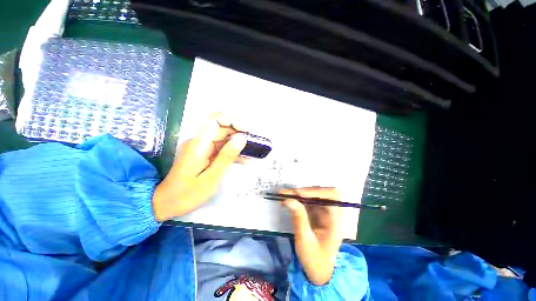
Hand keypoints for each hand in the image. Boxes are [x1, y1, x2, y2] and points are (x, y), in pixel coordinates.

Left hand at [152, 114, 246, 220]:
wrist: (166, 204)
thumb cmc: (187, 194)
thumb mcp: (211, 178)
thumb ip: (226, 156)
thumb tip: (242, 138)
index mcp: (198, 144)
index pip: (215, 120)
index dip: (232, 121)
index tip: (246, 131)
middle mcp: (199, 141)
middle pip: (221, 128)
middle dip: (239, 134)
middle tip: (254, 145)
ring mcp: (201, 147)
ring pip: (223, 138)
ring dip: (238, 144)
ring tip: (251, 154)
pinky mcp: (203, 153)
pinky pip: (220, 148)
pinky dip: (232, 152)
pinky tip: (243, 160)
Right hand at [280, 187, 342, 284]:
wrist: (317, 272)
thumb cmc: (314, 259)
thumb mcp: (305, 240)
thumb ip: (298, 218)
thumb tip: (288, 199)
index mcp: (335, 220)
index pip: (331, 196)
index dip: (316, 192)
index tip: (298, 193)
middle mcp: (331, 213)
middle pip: (322, 192)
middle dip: (306, 190)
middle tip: (289, 192)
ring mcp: (323, 212)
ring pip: (313, 195)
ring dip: (299, 193)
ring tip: (284, 193)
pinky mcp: (315, 213)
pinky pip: (307, 201)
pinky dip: (297, 198)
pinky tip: (287, 198)